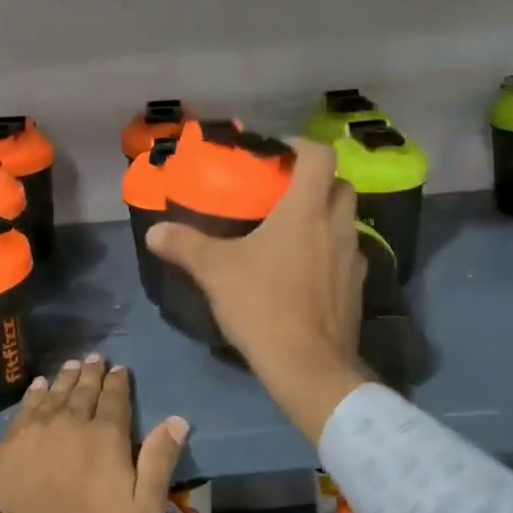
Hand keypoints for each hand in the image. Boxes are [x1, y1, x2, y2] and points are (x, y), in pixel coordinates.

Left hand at [0, 357, 190, 512]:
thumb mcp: (142, 509)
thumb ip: (159, 461)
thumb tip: (177, 420)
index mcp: (106, 435)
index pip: (115, 398)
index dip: (118, 382)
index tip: (119, 369)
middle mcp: (72, 421)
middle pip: (84, 390)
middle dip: (92, 373)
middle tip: (95, 358)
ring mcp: (38, 429)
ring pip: (56, 393)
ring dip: (66, 377)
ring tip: (72, 364)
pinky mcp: (11, 441)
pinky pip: (27, 406)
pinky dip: (35, 393)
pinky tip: (39, 386)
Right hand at [146, 140, 366, 442]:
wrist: (309, 367)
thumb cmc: (264, 305)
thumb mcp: (215, 272)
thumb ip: (185, 245)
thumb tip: (154, 231)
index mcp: (307, 210)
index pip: (319, 156)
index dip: (300, 145)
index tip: (276, 153)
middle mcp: (338, 225)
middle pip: (339, 184)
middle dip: (315, 180)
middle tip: (283, 191)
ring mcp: (353, 257)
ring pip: (346, 219)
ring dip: (325, 214)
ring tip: (291, 230)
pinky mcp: (357, 287)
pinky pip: (347, 253)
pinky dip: (329, 249)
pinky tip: (304, 269)